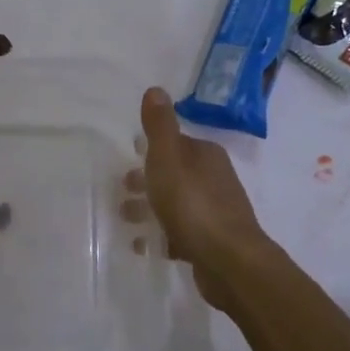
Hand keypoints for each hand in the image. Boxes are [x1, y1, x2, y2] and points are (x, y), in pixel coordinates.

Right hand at [134, 87, 269, 312]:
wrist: (228, 261)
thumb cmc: (193, 204)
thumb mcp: (168, 159)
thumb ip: (160, 126)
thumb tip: (156, 89)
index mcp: (205, 156)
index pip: (176, 144)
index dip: (151, 149)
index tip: (128, 157)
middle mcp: (214, 180)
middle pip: (174, 174)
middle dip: (147, 180)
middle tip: (121, 190)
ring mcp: (214, 213)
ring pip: (175, 204)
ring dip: (150, 208)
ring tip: (124, 218)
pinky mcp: (211, 242)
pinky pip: (179, 233)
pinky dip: (160, 235)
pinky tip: (142, 246)